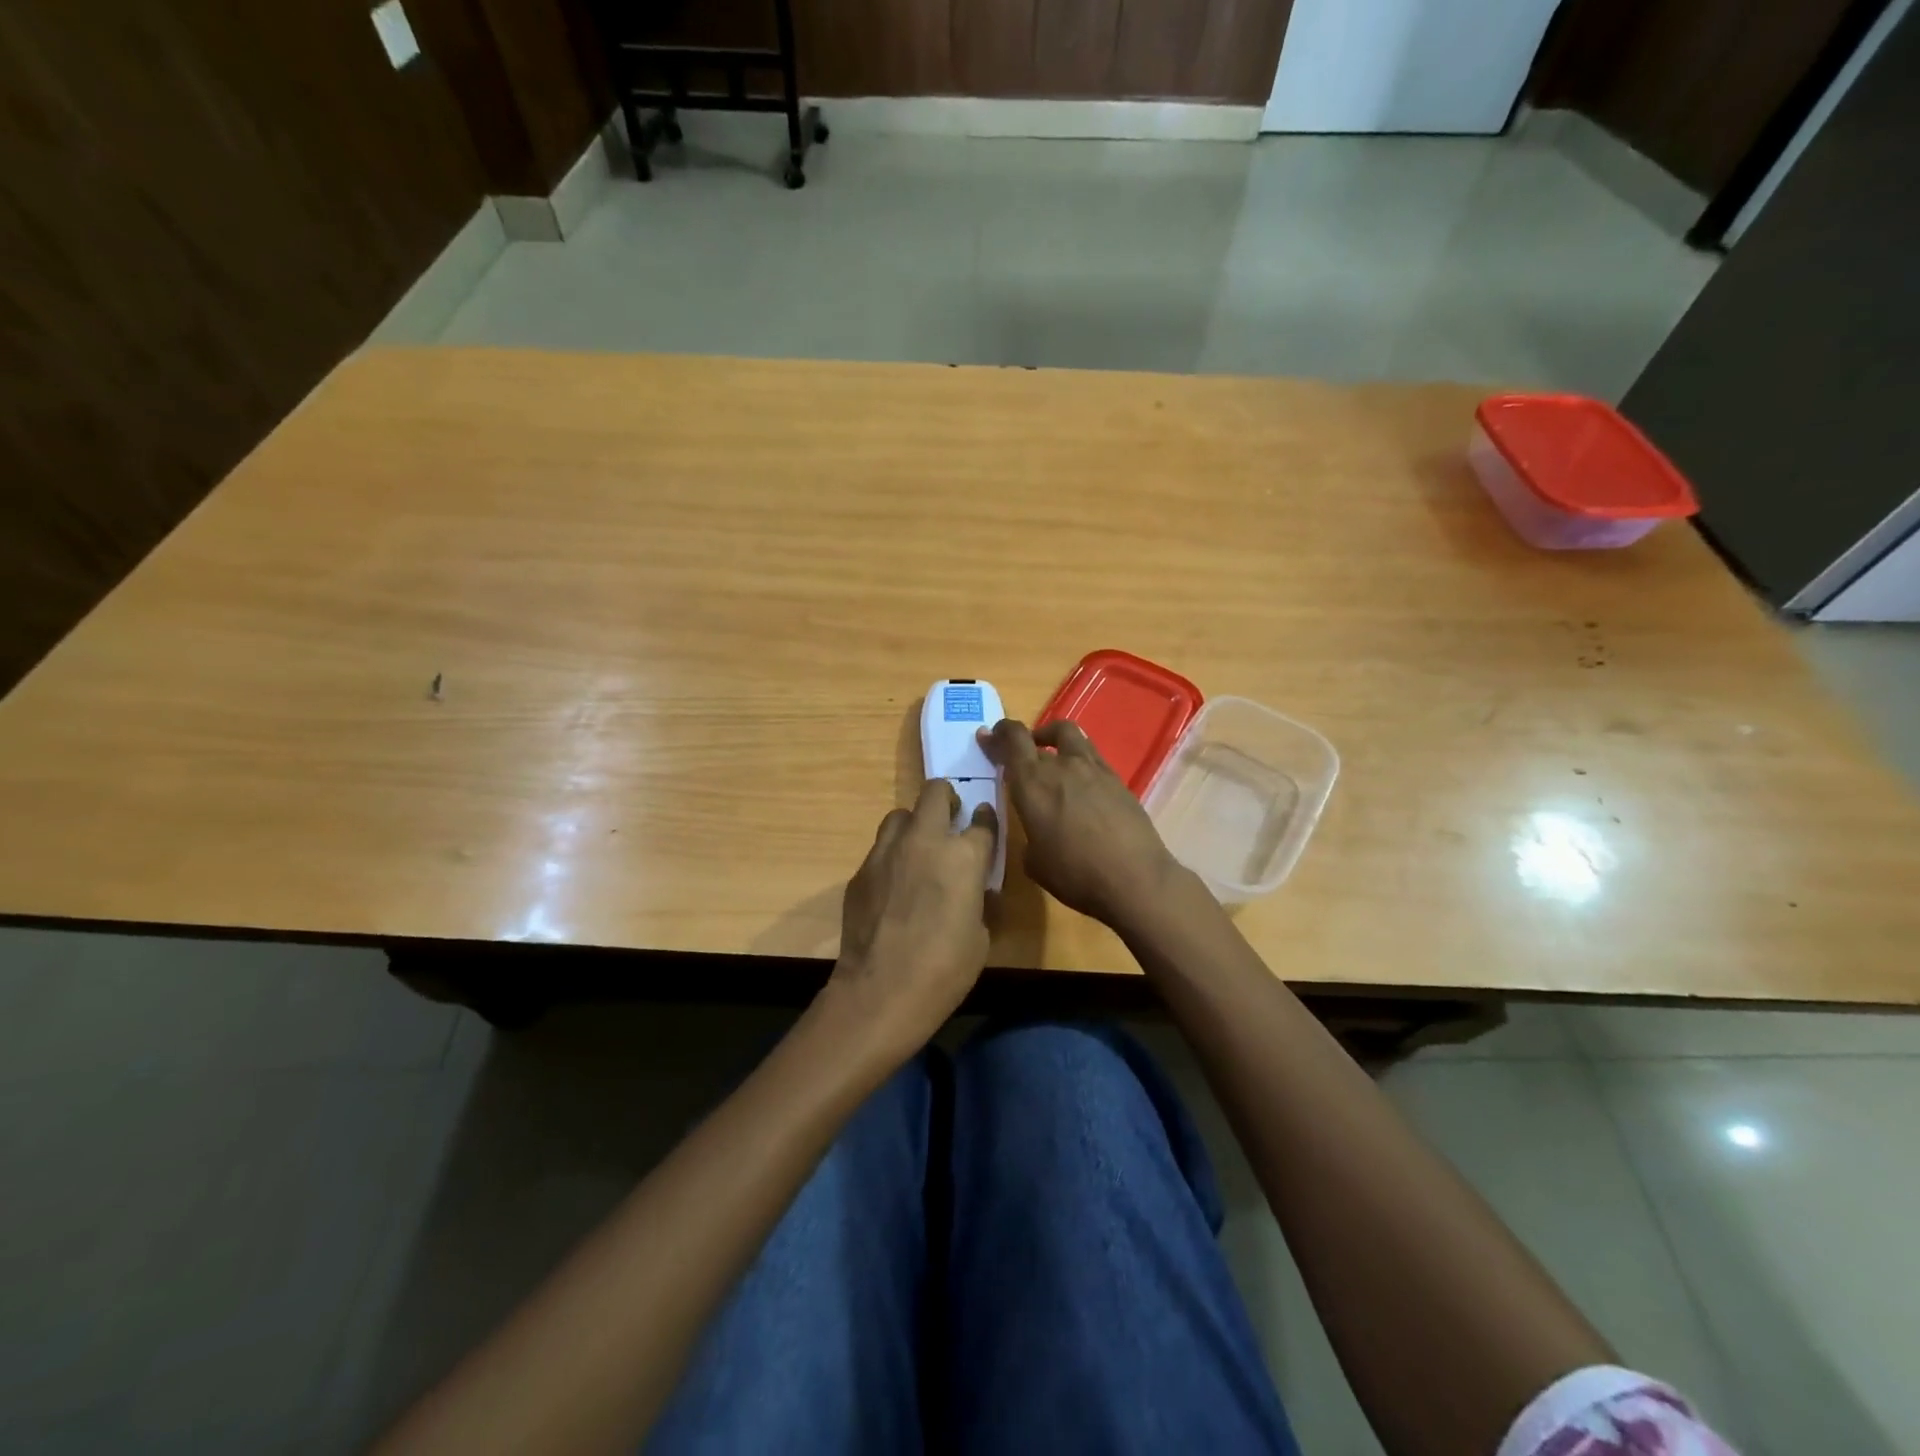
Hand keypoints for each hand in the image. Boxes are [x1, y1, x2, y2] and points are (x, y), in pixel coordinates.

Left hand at [825, 779, 996, 1057]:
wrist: (881, 991)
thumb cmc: (945, 969)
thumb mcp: (981, 936)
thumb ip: (979, 900)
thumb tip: (976, 890)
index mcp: (964, 856)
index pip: (982, 820)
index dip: (986, 818)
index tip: (984, 821)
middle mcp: (925, 841)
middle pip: (936, 792)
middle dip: (946, 799)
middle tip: (951, 819)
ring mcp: (887, 852)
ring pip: (900, 814)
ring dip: (914, 824)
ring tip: (918, 849)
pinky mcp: (861, 870)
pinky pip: (880, 849)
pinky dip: (891, 857)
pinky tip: (894, 884)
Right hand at [980, 718, 1182, 927]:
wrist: (1134, 878)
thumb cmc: (1075, 874)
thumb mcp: (1034, 862)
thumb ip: (1029, 835)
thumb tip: (1036, 830)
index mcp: (1032, 783)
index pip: (1012, 740)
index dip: (998, 734)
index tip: (989, 736)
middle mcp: (1061, 766)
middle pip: (1038, 736)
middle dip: (1022, 739)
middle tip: (1016, 751)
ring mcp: (1093, 769)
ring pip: (1069, 735)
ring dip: (1053, 739)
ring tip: (1050, 756)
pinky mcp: (1117, 779)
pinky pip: (1091, 756)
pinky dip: (1077, 760)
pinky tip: (1079, 783)